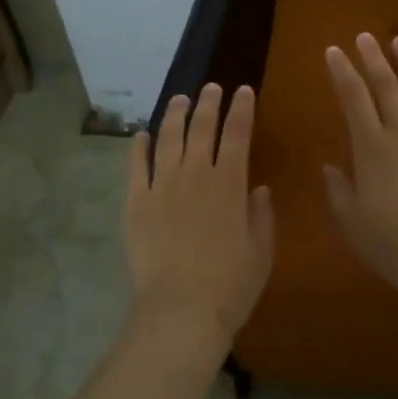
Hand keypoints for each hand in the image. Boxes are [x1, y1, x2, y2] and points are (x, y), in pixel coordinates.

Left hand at [126, 83, 273, 363]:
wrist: (180, 310)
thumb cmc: (230, 285)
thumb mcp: (260, 251)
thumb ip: (261, 215)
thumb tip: (259, 189)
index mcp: (229, 182)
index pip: (237, 133)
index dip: (241, 109)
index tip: (243, 91)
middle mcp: (195, 173)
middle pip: (201, 126)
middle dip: (208, 102)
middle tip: (211, 88)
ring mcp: (162, 185)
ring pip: (168, 137)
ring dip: (175, 114)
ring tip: (179, 99)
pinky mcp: (136, 201)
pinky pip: (137, 165)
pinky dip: (140, 146)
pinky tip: (142, 135)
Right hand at [323, 34, 397, 298]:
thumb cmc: (391, 244)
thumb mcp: (351, 221)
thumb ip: (337, 190)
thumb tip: (330, 166)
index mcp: (370, 148)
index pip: (353, 99)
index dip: (342, 72)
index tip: (334, 51)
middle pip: (386, 86)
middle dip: (373, 58)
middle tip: (364, 36)